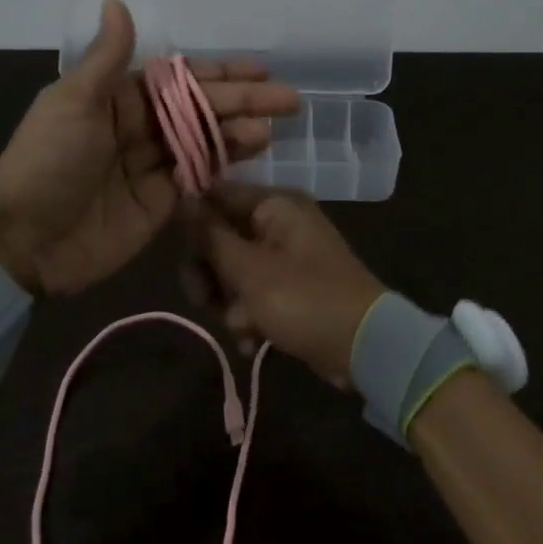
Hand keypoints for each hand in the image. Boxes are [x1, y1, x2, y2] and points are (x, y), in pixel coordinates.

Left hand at [0, 0, 299, 296]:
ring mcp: (152, 164)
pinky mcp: (161, 201)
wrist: (25, 242)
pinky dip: (225, 163)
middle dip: (243, 101)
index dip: (220, 72)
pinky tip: (253, 153)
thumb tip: (117, 2)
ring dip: (239, 131)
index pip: (179, 77)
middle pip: (200, 108)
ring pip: (205, 140)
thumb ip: (107, 58)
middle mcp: (139, 125)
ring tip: (271, 128)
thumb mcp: (72, 102)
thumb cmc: (47, 162)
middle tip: (288, 99)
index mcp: (117, 97)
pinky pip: (199, 175)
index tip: (260, 68)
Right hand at [182, 182, 386, 382]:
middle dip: (209, 274)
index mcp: (275, 205)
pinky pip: (255, 292)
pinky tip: (251, 341)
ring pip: (234, 269)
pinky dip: (248, 315)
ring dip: (228, 301)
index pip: (218, 196)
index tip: (178, 252)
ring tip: (239, 327)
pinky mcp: (291, 287)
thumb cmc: (303, 299)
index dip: (194, 222)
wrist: (364, 347)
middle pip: (222, 237)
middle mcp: (280, 222)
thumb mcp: (248, 270)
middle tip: (203, 301)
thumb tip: (183, 198)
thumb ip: (211, 235)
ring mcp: (287, 256)